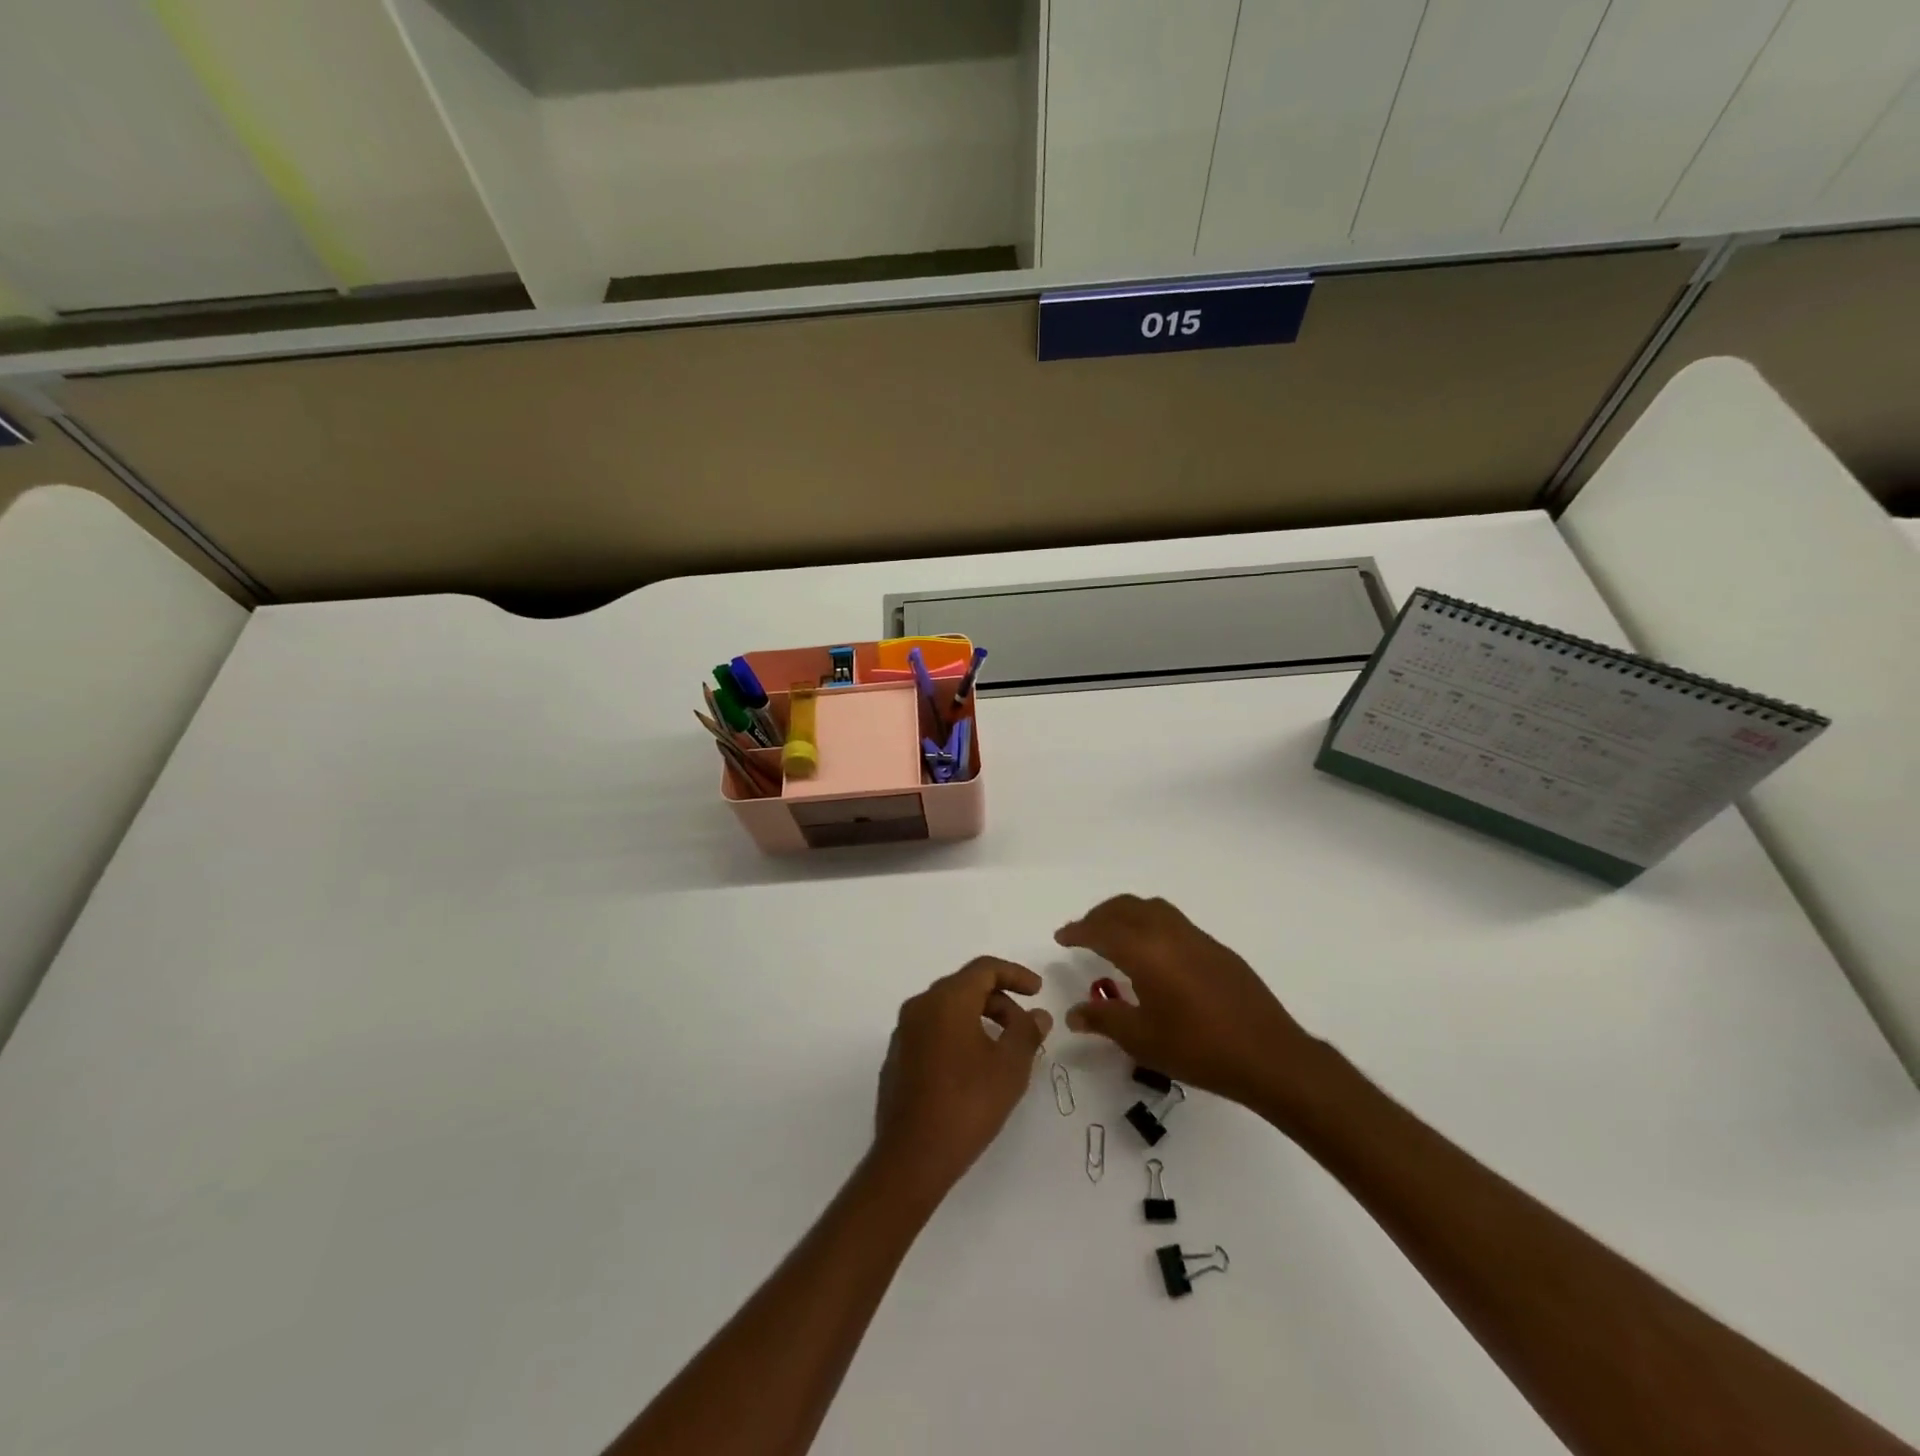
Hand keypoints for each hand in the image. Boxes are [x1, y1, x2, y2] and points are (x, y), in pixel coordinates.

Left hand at [871, 957, 1052, 1203]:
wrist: (911, 1157)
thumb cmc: (967, 1104)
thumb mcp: (1010, 1067)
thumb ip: (1027, 1032)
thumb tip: (1038, 1014)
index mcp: (947, 1000)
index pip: (984, 969)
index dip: (1015, 974)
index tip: (1039, 991)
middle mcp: (920, 1006)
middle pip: (965, 986)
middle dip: (1000, 1000)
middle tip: (1025, 1027)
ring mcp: (904, 1032)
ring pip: (948, 1009)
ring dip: (979, 1018)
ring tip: (1003, 1049)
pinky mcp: (898, 1057)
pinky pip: (933, 1030)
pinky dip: (958, 1034)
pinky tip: (973, 1067)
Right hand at [1058, 895, 1330, 1117]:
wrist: (1269, 1055)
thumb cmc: (1198, 1049)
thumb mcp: (1142, 1039)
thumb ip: (1104, 1020)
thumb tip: (1073, 1014)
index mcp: (1145, 951)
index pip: (1101, 930)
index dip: (1077, 931)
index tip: (1061, 937)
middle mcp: (1168, 933)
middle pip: (1125, 908)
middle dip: (1099, 916)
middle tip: (1083, 934)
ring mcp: (1196, 937)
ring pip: (1151, 908)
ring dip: (1126, 914)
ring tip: (1114, 937)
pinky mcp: (1216, 948)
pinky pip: (1172, 920)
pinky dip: (1150, 923)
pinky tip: (1153, 954)